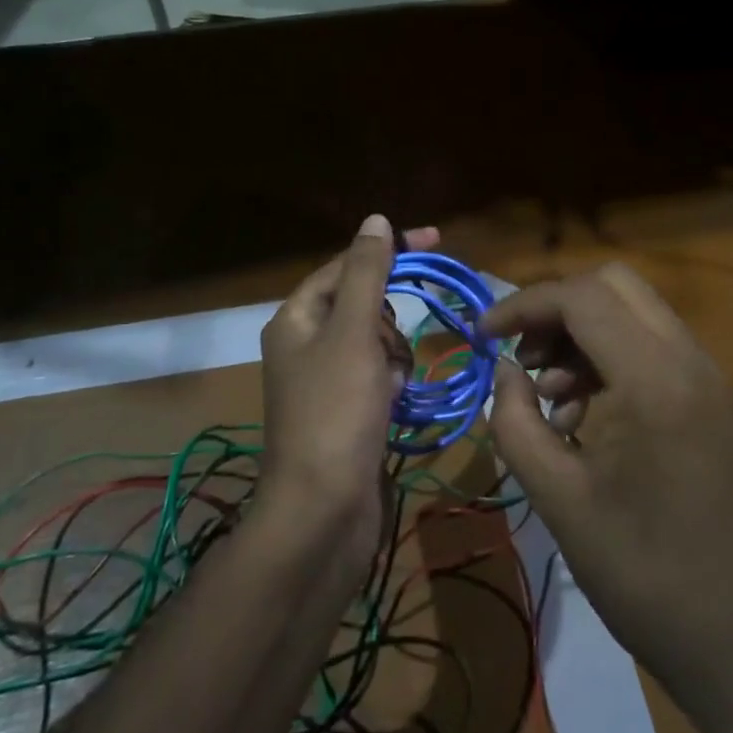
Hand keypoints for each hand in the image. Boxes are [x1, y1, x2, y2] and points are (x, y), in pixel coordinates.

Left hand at [258, 216, 436, 576]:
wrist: (324, 513)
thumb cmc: (336, 412)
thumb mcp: (353, 332)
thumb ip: (366, 273)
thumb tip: (375, 219)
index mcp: (296, 318)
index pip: (345, 265)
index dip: (388, 250)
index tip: (436, 240)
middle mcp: (305, 344)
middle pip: (360, 303)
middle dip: (387, 317)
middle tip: (393, 346)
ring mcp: (324, 382)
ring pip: (374, 341)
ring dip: (394, 352)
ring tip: (394, 381)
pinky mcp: (345, 412)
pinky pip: (377, 376)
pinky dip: (392, 382)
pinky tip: (397, 401)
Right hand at [481, 264, 732, 724]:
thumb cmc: (642, 572)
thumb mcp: (556, 498)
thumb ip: (514, 420)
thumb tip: (504, 370)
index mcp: (654, 380)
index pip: (580, 297)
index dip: (522, 305)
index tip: (482, 336)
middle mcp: (688, 359)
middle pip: (612, 283)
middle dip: (555, 307)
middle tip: (520, 354)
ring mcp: (705, 374)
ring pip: (631, 308)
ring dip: (580, 331)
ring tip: (546, 394)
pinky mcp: (708, 395)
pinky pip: (649, 342)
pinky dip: (606, 354)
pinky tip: (579, 413)